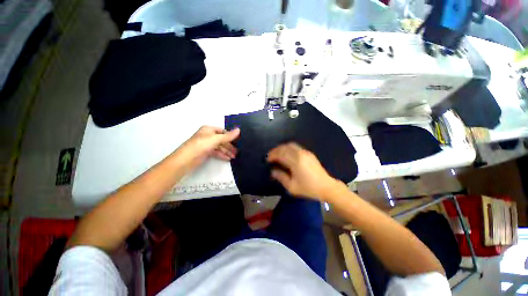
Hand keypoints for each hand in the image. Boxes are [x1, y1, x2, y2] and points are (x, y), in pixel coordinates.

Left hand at [174, 126, 239, 172]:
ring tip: (234, 156)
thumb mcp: (216, 139)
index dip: (231, 136)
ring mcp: (207, 144)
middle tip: (238, 151)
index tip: (239, 141)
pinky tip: (228, 158)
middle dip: (230, 145)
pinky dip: (222, 155)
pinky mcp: (206, 152)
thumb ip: (228, 136)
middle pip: (222, 140)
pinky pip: (216, 152)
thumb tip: (239, 130)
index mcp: (209, 129)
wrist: (186, 160)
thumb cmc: (201, 145)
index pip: (223, 131)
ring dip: (227, 151)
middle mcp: (208, 135)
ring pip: (220, 146)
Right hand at [267, 143, 344, 199]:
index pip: (280, 154)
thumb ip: (281, 177)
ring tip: (277, 154)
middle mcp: (300, 154)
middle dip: (275, 150)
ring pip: (290, 145)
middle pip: (284, 147)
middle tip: (270, 156)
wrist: (326, 186)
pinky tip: (286, 154)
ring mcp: (305, 152)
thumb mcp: (292, 186)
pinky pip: (295, 147)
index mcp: (296, 162)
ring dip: (281, 148)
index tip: (267, 160)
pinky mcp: (309, 153)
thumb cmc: (308, 188)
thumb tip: (272, 171)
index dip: (272, 156)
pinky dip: (288, 148)